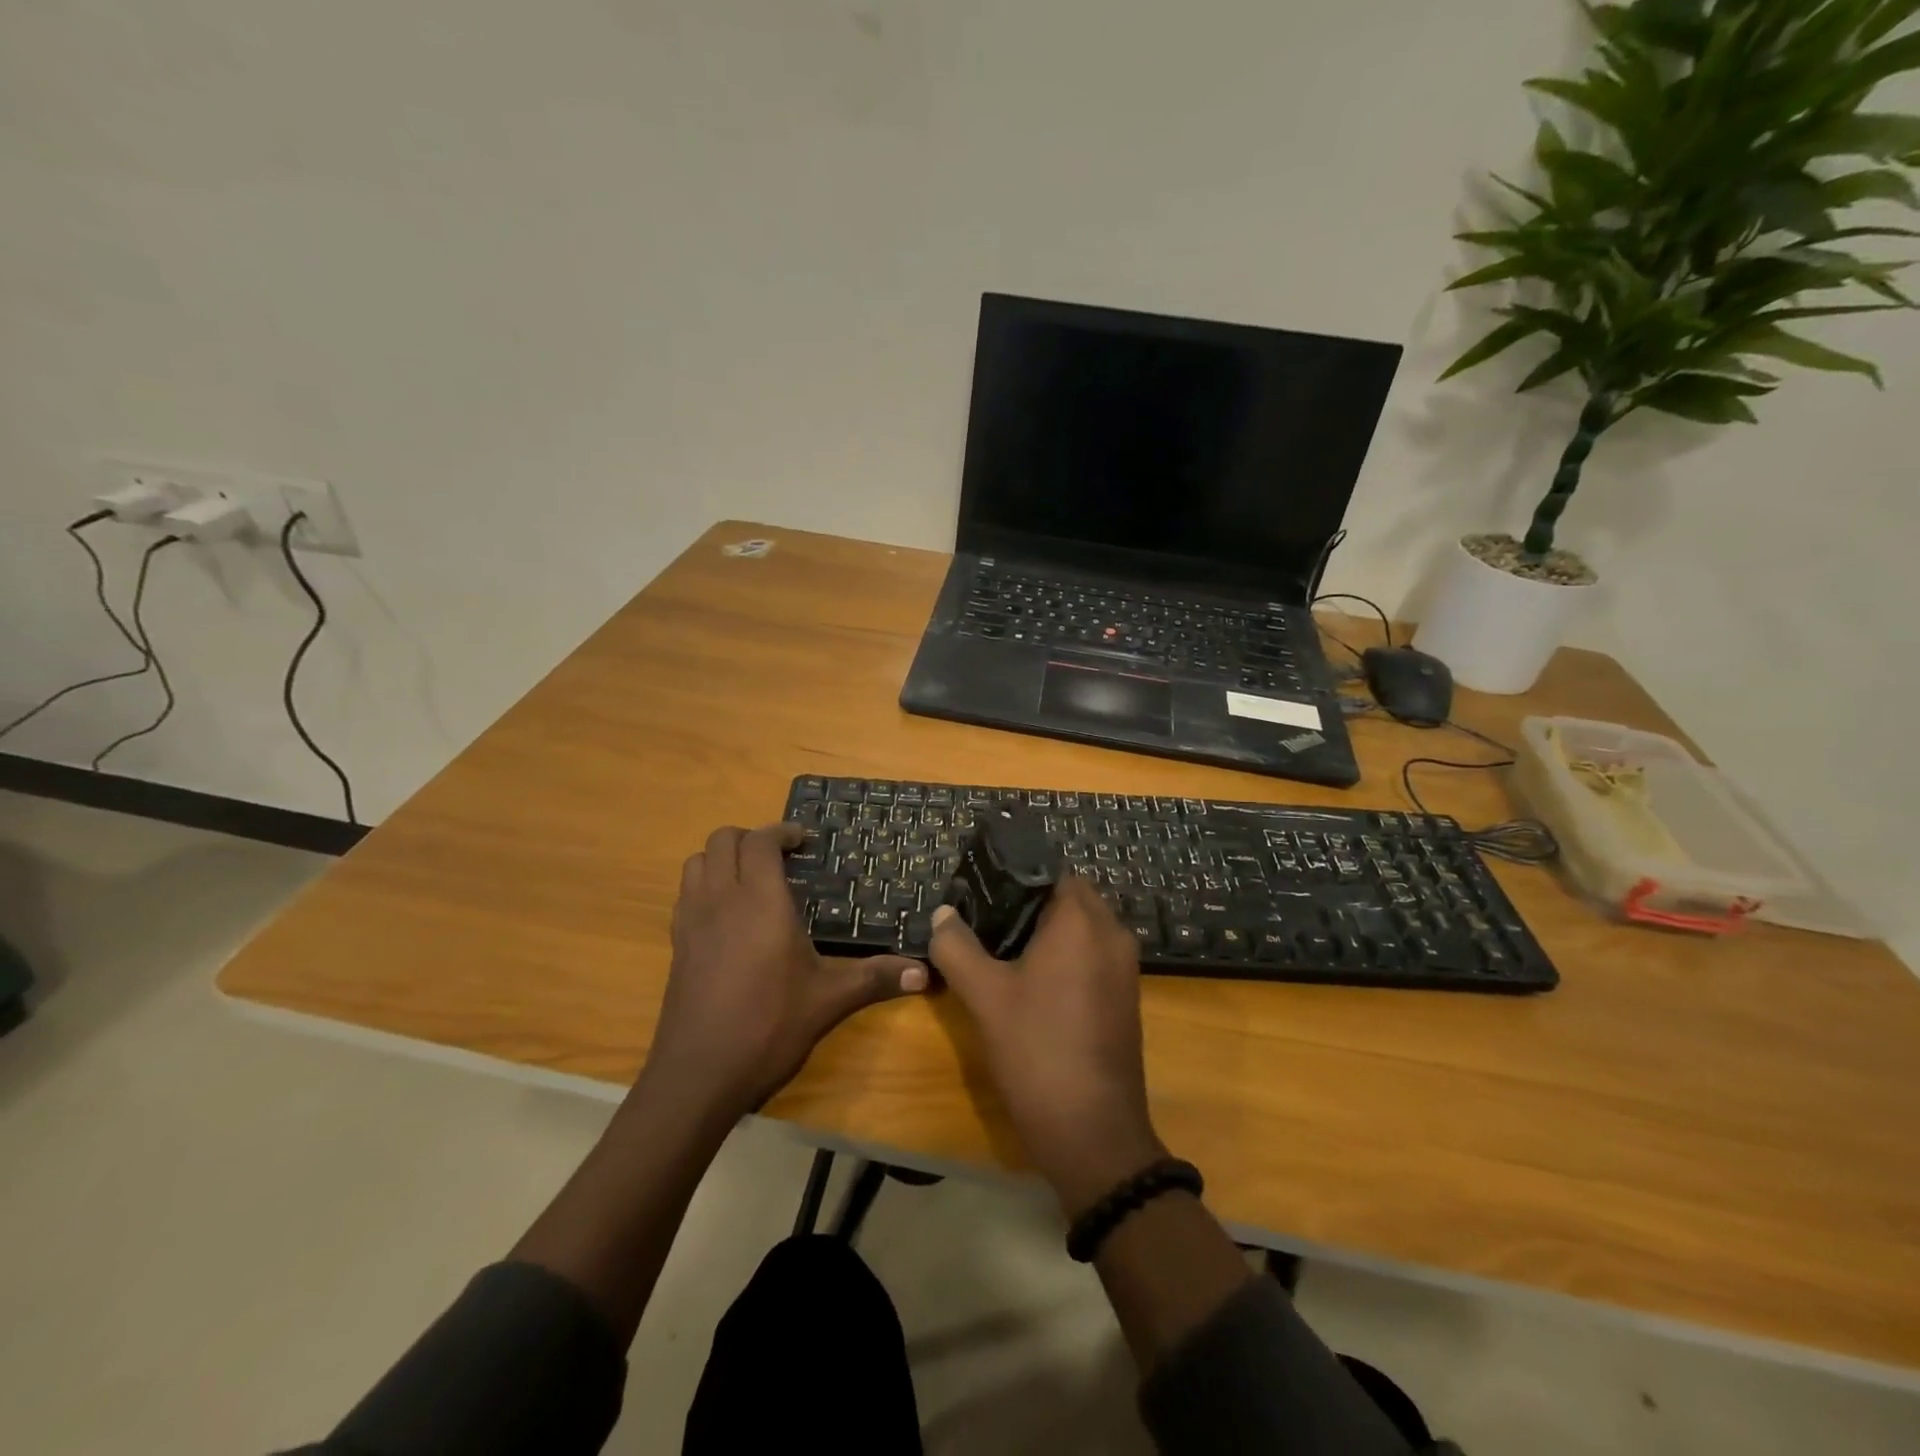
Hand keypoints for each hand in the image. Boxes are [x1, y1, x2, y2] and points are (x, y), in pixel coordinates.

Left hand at [645, 823, 927, 1122]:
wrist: (698, 1075)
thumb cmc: (768, 1027)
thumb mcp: (829, 1000)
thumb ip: (876, 978)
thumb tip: (925, 973)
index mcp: (760, 902)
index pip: (760, 841)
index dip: (782, 831)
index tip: (804, 841)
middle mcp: (721, 900)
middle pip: (723, 840)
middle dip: (751, 838)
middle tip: (781, 858)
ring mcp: (692, 921)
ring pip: (697, 862)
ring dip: (723, 858)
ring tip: (752, 880)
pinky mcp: (677, 945)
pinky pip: (686, 894)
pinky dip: (706, 886)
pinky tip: (729, 917)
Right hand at [930, 876, 1165, 1216]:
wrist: (1093, 1132)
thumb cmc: (1036, 1051)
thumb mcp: (984, 996)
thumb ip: (957, 947)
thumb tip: (943, 914)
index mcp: (1081, 921)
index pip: (1050, 871)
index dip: (1014, 874)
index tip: (981, 887)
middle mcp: (1112, 933)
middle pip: (1067, 896)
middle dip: (1028, 902)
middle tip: (985, 918)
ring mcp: (1125, 966)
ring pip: (1082, 927)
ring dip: (1047, 930)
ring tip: (1001, 946)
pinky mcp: (1126, 995)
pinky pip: (1093, 954)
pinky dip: (1066, 954)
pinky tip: (1031, 979)